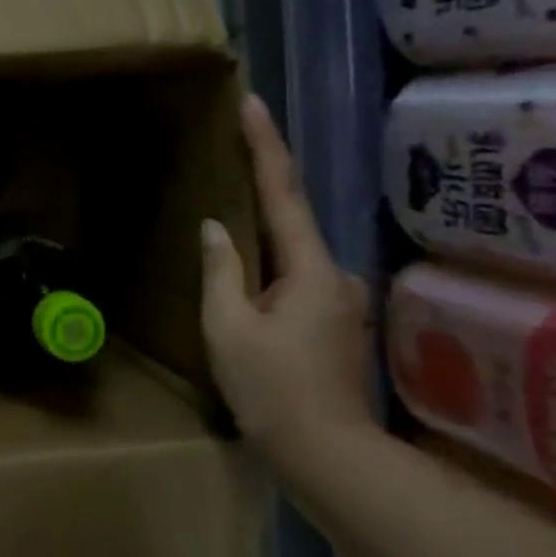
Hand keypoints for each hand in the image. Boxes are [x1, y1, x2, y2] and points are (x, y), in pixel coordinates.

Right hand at [199, 95, 370, 446]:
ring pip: (294, 253)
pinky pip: (297, 277)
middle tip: (234, 151)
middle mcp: (336, 274)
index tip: (252, 103)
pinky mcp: (335, 322)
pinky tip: (250, 280)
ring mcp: (341, 300)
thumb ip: (221, 269)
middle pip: (293, 218)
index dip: (265, 145)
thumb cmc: (270, 387)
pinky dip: (272, 266)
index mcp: (310, 269)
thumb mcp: (227, 326)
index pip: (283, 193)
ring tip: (230, 222)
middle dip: (264, 185)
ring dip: (265, 234)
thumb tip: (215, 227)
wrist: (326, 454)